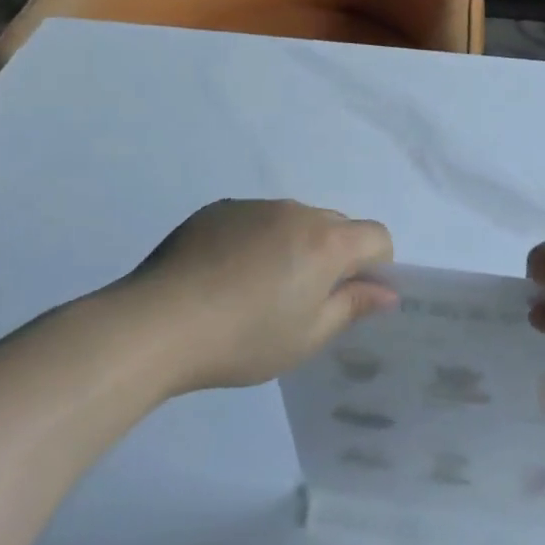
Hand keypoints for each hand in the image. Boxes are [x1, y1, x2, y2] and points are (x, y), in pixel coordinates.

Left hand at [117, 199, 395, 392]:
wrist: (158, 322)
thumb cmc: (244, 338)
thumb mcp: (308, 336)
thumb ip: (353, 307)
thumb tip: (386, 292)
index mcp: (326, 241)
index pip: (377, 236)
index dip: (375, 267)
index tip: (347, 299)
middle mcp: (296, 211)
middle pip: (336, 225)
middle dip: (334, 256)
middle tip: (301, 300)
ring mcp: (254, 206)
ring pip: (294, 221)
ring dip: (294, 246)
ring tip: (255, 290)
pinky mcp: (218, 209)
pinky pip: (256, 219)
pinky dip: (256, 240)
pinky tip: (224, 276)